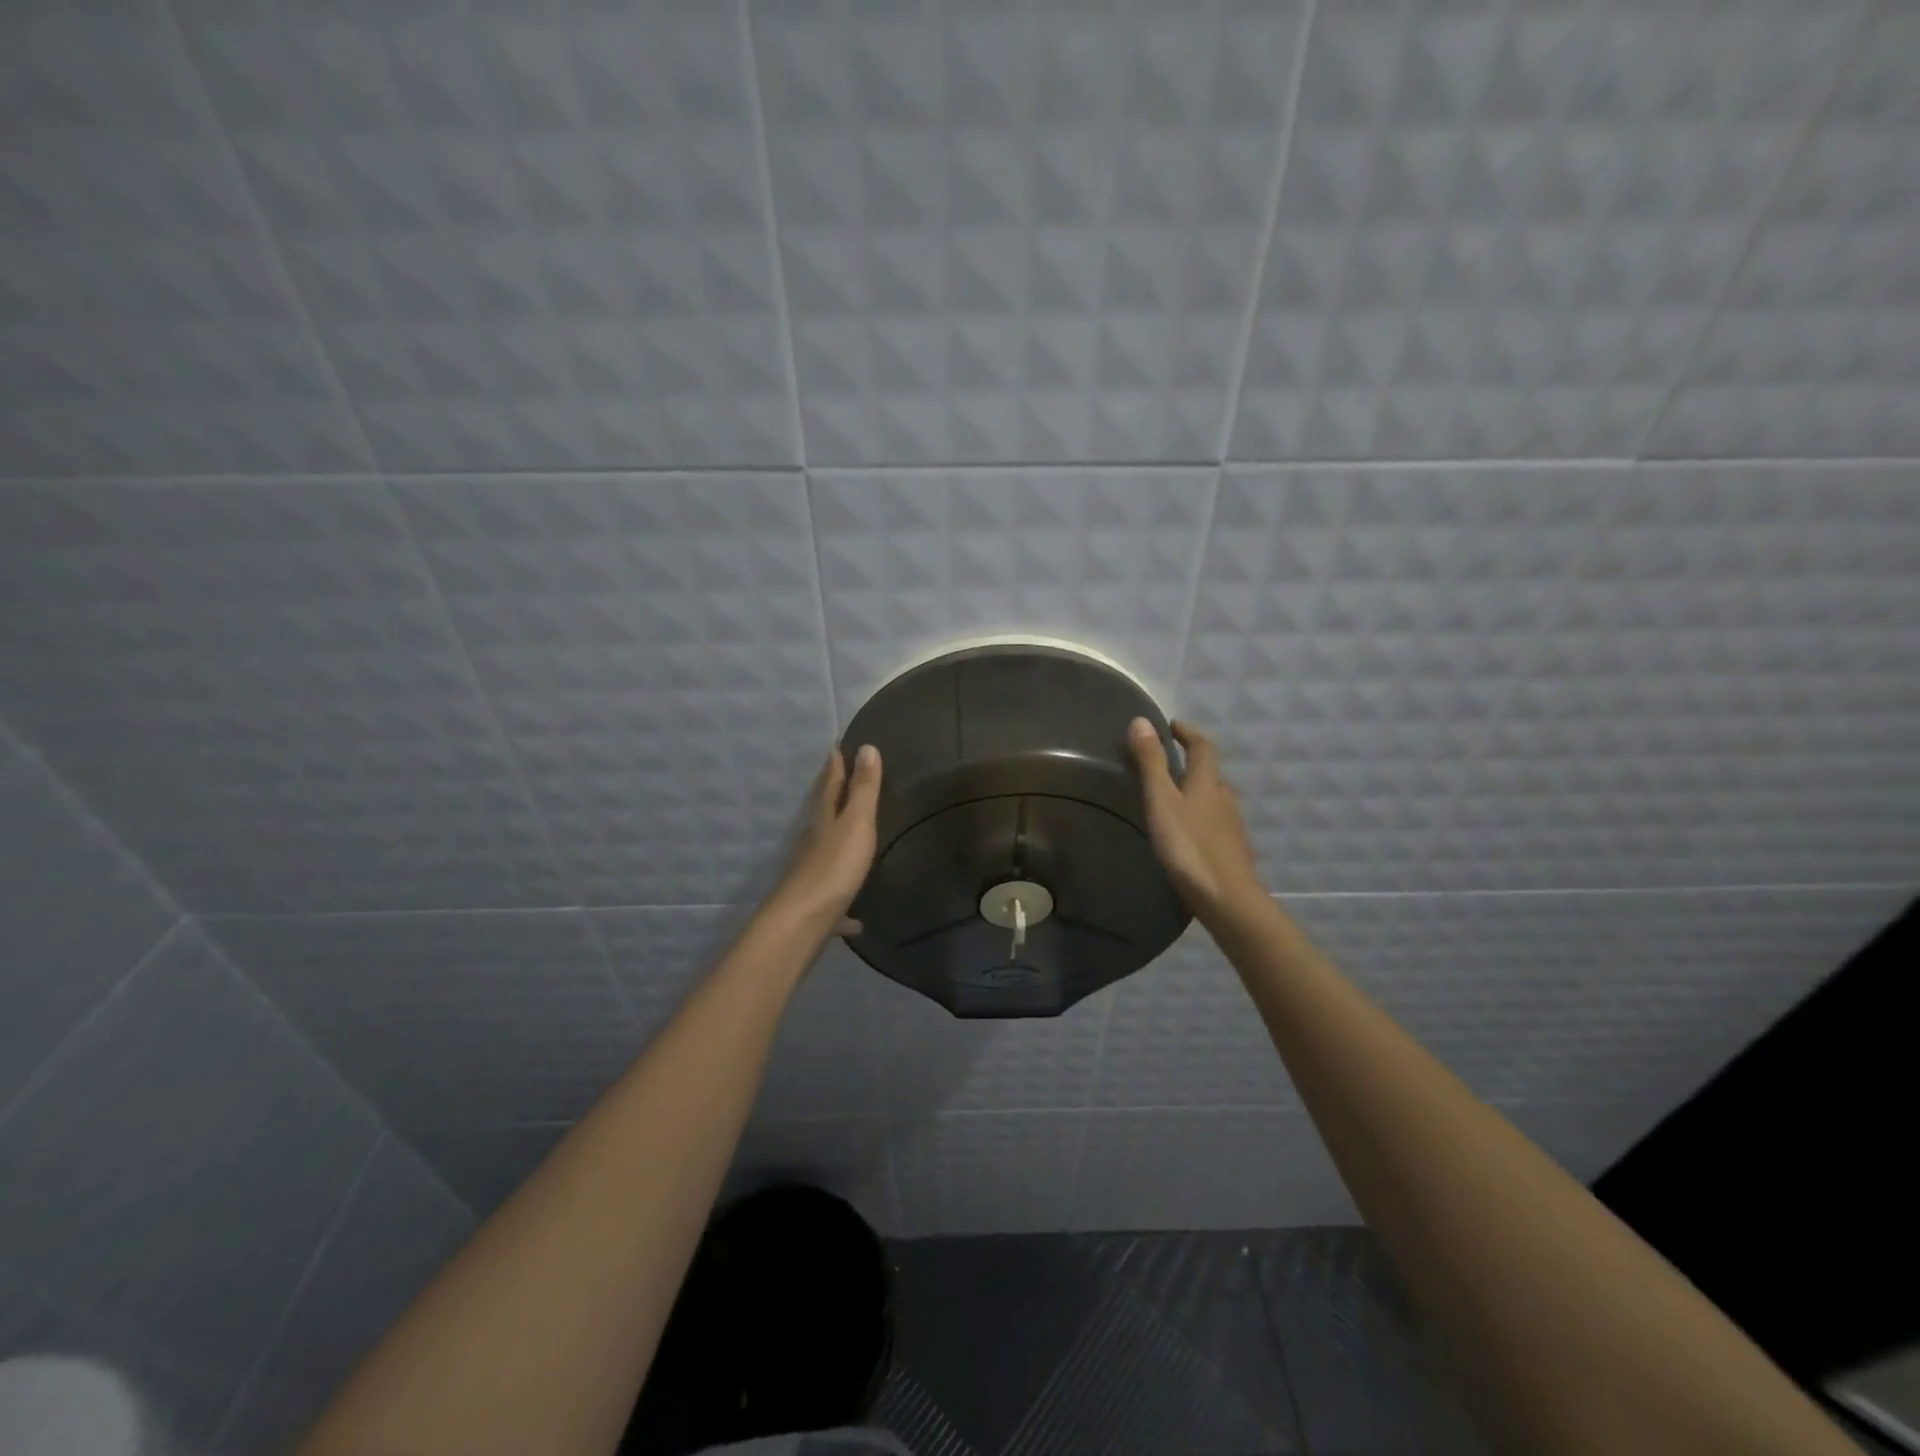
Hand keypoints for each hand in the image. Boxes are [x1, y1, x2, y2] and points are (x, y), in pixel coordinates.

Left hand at [768, 743, 882, 931]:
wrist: (802, 921)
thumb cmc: (833, 867)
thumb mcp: (856, 823)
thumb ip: (863, 789)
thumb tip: (866, 747)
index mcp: (823, 819)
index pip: (829, 785)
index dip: (835, 766)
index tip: (837, 747)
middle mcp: (813, 842)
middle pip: (823, 814)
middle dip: (832, 797)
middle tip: (841, 780)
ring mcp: (812, 874)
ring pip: (825, 851)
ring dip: (835, 841)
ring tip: (851, 838)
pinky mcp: (817, 905)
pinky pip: (835, 899)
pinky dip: (845, 906)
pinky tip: (857, 920)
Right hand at [1127, 718, 1265, 922]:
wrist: (1227, 899)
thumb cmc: (1189, 847)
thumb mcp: (1162, 801)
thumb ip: (1151, 763)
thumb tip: (1141, 720)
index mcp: (1207, 782)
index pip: (1202, 746)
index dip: (1187, 732)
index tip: (1171, 725)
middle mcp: (1224, 798)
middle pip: (1210, 772)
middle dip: (1191, 761)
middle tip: (1165, 761)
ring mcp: (1230, 825)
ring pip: (1213, 798)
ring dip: (1195, 789)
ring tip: (1170, 796)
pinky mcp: (1230, 849)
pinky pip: (1213, 821)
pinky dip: (1199, 815)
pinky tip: (1186, 831)